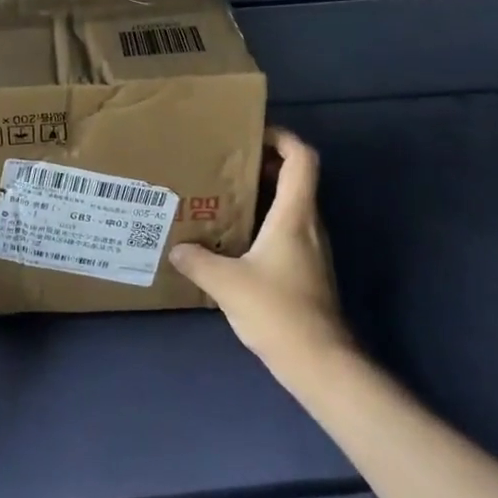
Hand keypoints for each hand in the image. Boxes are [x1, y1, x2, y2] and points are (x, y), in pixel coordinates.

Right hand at [169, 126, 353, 370]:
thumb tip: (176, 248)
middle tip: (225, 163)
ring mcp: (311, 248)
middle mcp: (308, 223)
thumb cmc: (278, 311)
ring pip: (291, 204)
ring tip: (224, 196)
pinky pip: (287, 229)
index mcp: (294, 214)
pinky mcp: (307, 269)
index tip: (251, 134)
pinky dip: (265, 221)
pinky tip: (236, 238)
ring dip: (263, 193)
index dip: (282, 138)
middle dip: (263, 163)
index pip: (302, 158)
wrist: (321, 363)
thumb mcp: (228, 284)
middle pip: (295, 177)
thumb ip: (198, 261)